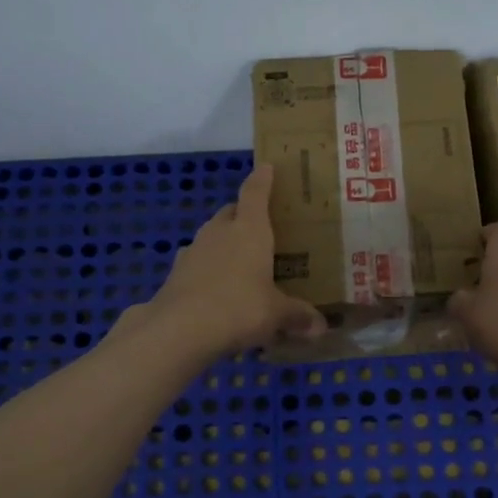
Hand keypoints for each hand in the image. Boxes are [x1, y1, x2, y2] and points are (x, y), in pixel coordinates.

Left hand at [136, 164, 324, 358]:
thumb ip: (298, 317)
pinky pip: (197, 263)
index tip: (266, 167)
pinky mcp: (176, 273)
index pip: (255, 193)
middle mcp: (220, 232)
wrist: (180, 329)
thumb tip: (321, 327)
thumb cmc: (240, 308)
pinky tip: (215, 288)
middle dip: (243, 213)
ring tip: (238, 261)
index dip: (262, 179)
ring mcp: (193, 251)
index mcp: (250, 230)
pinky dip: (207, 269)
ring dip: (223, 242)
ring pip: (211, 236)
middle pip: (231, 212)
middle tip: (259, 226)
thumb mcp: (276, 315)